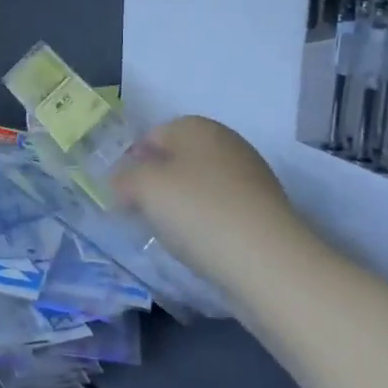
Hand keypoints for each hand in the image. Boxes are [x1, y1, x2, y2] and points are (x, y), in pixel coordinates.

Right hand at [112, 116, 305, 286]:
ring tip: (169, 233)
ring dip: (179, 204)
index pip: (151, 135)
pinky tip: (198, 244)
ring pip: (198, 184)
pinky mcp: (263, 208)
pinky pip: (219, 208)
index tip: (121, 193)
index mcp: (197, 127)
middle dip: (155, 183)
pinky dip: (204, 221)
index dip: (131, 162)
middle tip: (140, 212)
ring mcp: (250, 175)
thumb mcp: (144, 188)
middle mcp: (226, 143)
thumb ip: (124, 178)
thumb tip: (121, 182)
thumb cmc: (197, 211)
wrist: (266, 260)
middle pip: (177, 159)